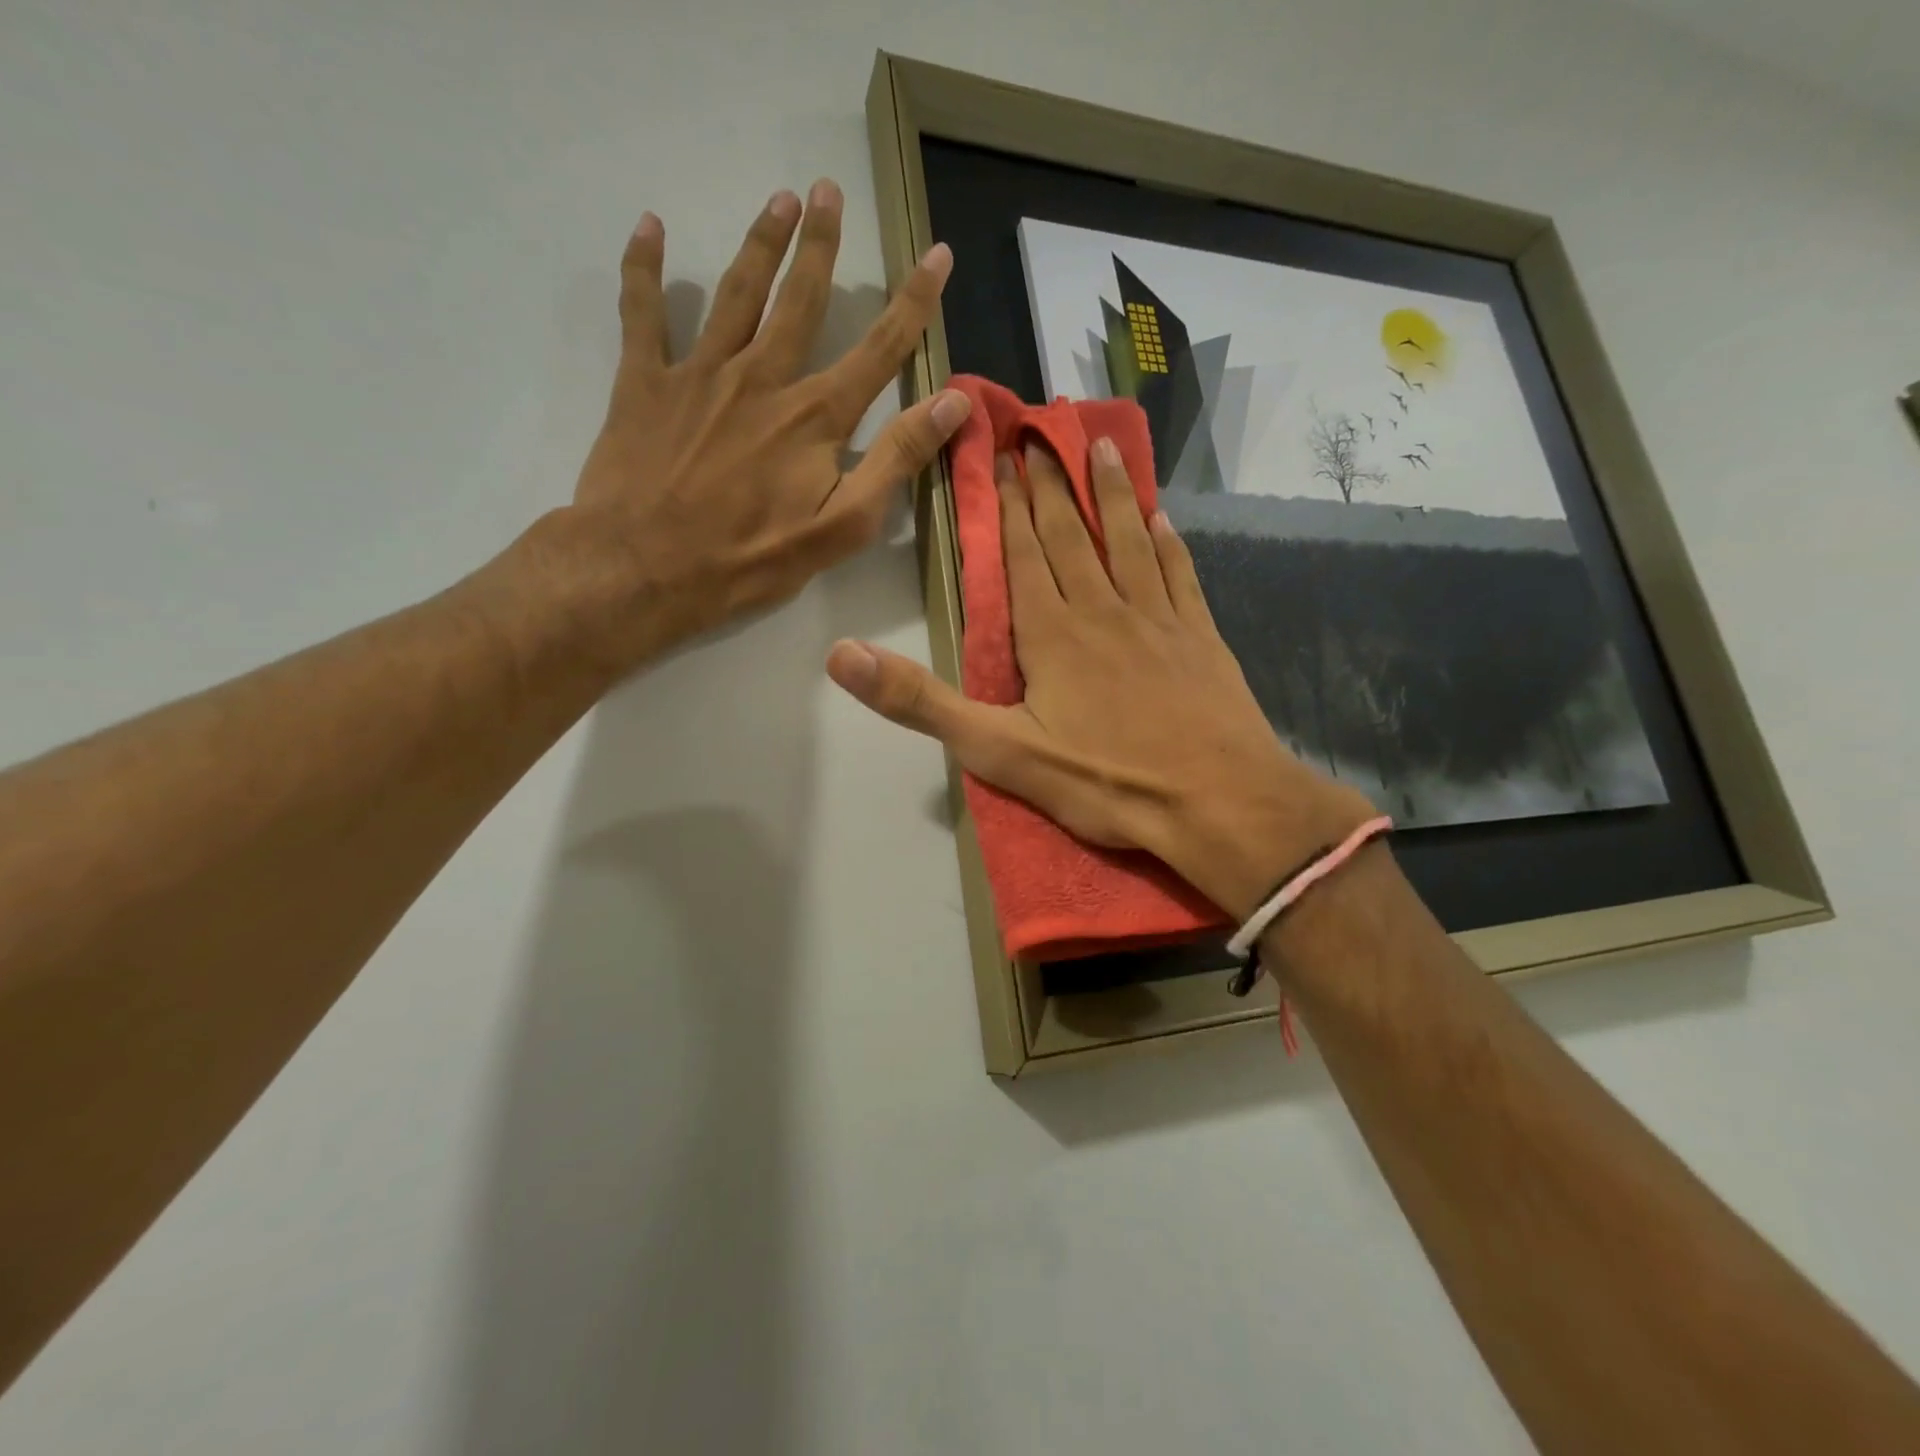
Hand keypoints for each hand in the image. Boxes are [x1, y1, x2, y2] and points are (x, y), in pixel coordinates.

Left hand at [552, 181, 968, 668]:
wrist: (644, 569)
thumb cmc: (749, 559)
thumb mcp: (841, 526)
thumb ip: (896, 461)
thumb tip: (953, 401)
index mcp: (814, 417)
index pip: (879, 349)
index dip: (913, 301)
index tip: (938, 255)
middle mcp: (762, 378)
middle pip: (800, 299)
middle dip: (820, 245)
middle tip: (828, 191)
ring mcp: (699, 374)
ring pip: (736, 293)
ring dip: (760, 243)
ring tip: (778, 200)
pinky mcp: (644, 383)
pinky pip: (643, 313)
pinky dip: (644, 267)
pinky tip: (649, 228)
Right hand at [828, 438, 1373, 919]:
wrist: (1217, 802)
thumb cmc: (1105, 780)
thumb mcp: (998, 751)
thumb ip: (921, 701)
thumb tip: (840, 655)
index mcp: (1051, 633)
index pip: (1023, 556)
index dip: (1010, 508)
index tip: (1003, 458)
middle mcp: (1102, 609)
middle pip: (1071, 536)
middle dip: (1051, 486)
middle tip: (1041, 435)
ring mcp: (1157, 618)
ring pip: (1128, 540)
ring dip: (1112, 494)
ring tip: (1100, 448)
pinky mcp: (1200, 637)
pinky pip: (1180, 575)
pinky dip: (1168, 543)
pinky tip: (1163, 520)